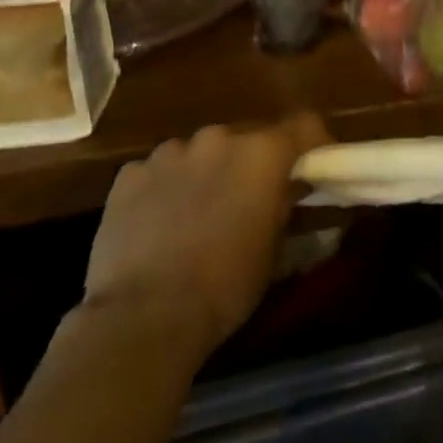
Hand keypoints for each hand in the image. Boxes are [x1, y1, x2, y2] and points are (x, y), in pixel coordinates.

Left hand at [84, 113, 329, 356]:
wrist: (144, 317)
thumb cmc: (225, 285)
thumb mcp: (274, 248)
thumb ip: (284, 204)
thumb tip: (290, 188)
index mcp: (263, 153)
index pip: (304, 125)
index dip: (312, 143)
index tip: (312, 165)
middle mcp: (219, 138)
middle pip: (247, 138)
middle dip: (250, 163)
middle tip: (247, 199)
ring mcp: (170, 152)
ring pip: (199, 153)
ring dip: (205, 173)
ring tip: (196, 214)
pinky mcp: (130, 174)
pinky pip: (158, 172)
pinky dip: (164, 189)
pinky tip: (157, 225)